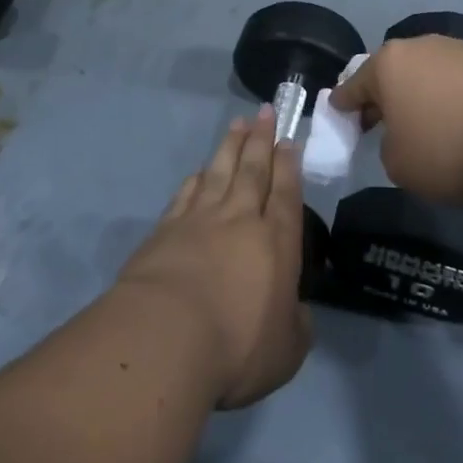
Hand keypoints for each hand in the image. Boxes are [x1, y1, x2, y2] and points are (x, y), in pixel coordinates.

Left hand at [117, 110, 311, 408]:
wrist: (166, 338)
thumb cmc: (236, 346)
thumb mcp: (286, 351)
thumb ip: (296, 326)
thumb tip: (297, 312)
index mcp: (276, 242)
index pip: (286, 193)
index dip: (289, 165)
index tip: (289, 139)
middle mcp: (240, 220)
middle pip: (253, 170)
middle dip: (261, 139)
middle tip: (265, 112)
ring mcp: (199, 220)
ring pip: (219, 172)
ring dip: (230, 146)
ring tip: (237, 124)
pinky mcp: (165, 230)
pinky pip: (186, 194)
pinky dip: (196, 178)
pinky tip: (200, 170)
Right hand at [329, 37, 462, 207]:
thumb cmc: (447, 150)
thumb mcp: (398, 164)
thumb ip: (388, 145)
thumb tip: (406, 133)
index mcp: (388, 65)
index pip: (354, 85)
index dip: (343, 102)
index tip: (337, 110)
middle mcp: (419, 46)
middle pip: (391, 72)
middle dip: (382, 94)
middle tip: (376, 120)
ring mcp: (457, 49)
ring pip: (425, 71)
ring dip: (418, 92)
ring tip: (421, 119)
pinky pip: (454, 78)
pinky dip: (448, 94)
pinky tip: (454, 115)